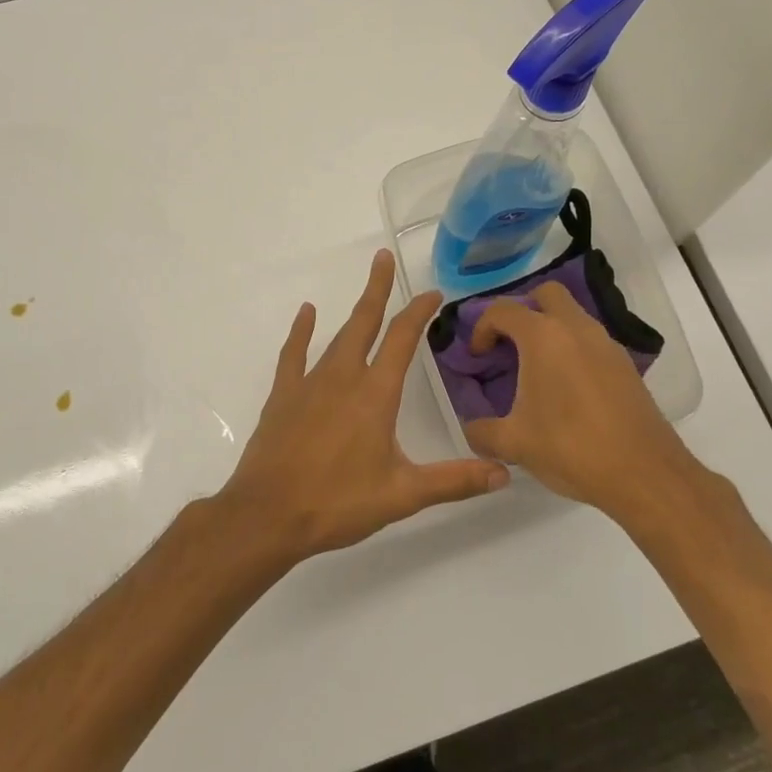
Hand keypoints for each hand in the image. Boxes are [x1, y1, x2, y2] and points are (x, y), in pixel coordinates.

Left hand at [215, 250, 509, 561]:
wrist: (268, 515)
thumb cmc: (338, 503)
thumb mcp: (402, 494)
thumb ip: (454, 481)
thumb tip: (503, 473)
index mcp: (375, 394)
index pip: (402, 340)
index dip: (419, 312)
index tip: (432, 294)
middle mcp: (343, 377)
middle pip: (365, 322)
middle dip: (378, 289)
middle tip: (383, 257)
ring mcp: (309, 383)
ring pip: (336, 336)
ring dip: (353, 310)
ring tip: (366, 288)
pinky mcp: (283, 395)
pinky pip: (294, 354)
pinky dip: (301, 331)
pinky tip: (307, 313)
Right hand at [462, 281, 695, 520]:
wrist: (644, 474)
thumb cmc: (571, 448)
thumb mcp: (514, 444)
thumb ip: (481, 431)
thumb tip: (471, 427)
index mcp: (543, 337)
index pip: (503, 310)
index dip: (482, 328)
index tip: (478, 357)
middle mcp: (576, 328)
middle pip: (546, 294)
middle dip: (523, 311)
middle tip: (510, 345)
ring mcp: (606, 344)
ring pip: (574, 315)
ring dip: (551, 329)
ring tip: (536, 370)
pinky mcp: (626, 364)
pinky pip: (592, 340)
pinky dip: (574, 349)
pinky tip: (567, 389)